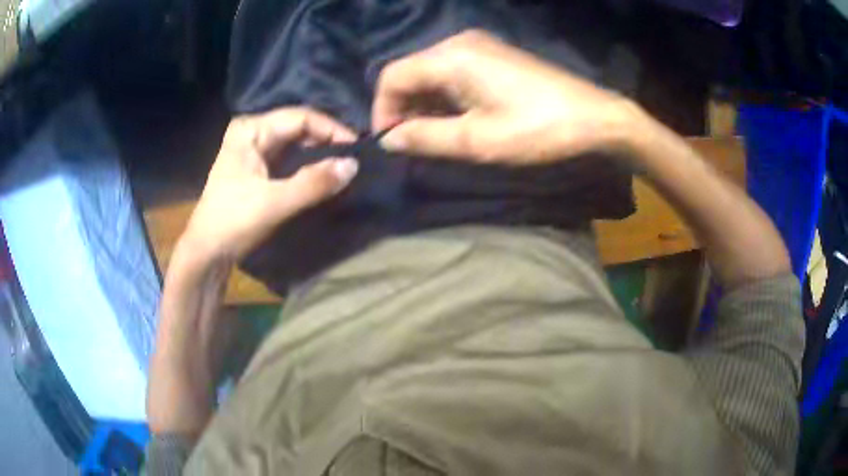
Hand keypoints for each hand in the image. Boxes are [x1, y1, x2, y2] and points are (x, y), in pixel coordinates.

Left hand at [180, 107, 358, 263]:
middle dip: (327, 139)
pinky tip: (324, 172)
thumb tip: (353, 165)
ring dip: (319, 152)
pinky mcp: (257, 167)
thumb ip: (313, 183)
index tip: (356, 149)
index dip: (331, 129)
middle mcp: (252, 132)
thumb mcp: (274, 203)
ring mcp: (254, 149)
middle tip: (354, 157)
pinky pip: (289, 157)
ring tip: (345, 163)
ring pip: (295, 142)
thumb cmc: (233, 222)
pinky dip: (308, 163)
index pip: (300, 117)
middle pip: (298, 126)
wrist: (207, 252)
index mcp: (251, 130)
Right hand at [373, 30, 635, 162]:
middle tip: (412, 145)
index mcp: (451, 57)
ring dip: (424, 105)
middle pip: (410, 72)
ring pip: (431, 73)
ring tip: (434, 137)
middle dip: (403, 109)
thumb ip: (425, 138)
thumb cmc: (537, 129)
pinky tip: (456, 119)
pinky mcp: (493, 56)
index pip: (392, 76)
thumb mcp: (477, 140)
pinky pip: (453, 72)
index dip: (383, 110)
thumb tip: (388, 140)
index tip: (391, 143)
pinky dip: (445, 97)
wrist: (594, 117)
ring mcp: (479, 47)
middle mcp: (459, 43)